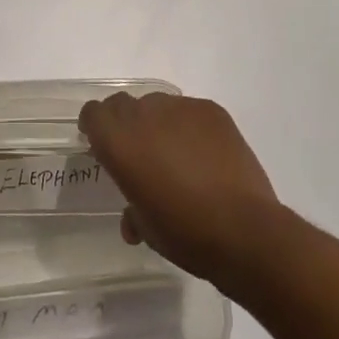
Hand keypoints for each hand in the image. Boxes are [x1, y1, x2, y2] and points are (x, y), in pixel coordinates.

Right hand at [78, 91, 282, 284]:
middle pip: (123, 105)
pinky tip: (206, 156)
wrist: (245, 230)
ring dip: (159, 124)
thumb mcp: (148, 229)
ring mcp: (180, 107)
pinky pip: (190, 112)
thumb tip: (132, 217)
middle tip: (139, 153)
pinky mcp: (211, 110)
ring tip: (177, 156)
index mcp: (120, 141)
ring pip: (158, 105)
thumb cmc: (186, 234)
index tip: (100, 144)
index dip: (94, 126)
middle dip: (125, 124)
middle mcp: (144, 114)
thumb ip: (133, 212)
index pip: (94, 114)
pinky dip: (190, 128)